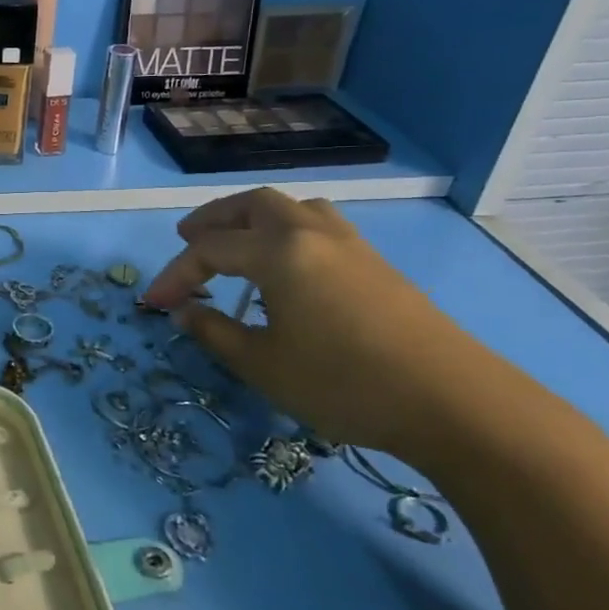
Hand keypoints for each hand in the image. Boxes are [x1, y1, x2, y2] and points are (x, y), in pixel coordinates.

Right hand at [143, 189, 494, 453]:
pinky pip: (319, 225)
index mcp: (278, 252)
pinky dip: (287, 230)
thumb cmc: (344, 383)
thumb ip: (215, 333)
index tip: (153, 305)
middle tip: (186, 240)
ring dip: (253, 217)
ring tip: (236, 241)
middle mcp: (311, 234)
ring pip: (292, 208)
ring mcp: (350, 245)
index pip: (208, 250)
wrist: (455, 403)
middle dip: (213, 220)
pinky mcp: (376, 264)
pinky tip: (288, 264)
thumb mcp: (263, 365)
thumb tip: (183, 312)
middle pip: (252, 205)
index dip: (174, 275)